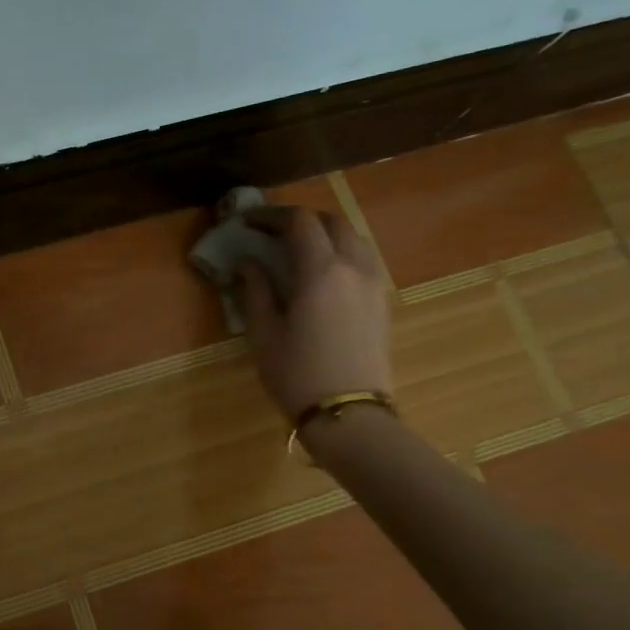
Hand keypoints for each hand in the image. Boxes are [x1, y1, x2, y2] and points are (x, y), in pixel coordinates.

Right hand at [237, 206, 393, 421]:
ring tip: (298, 248)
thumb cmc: (297, 373)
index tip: (247, 222)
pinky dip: (341, 252)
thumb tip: (248, 262)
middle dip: (301, 220)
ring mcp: (373, 284)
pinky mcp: (382, 302)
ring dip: (325, 233)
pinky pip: (363, 260)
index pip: (299, 223)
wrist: (349, 413)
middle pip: (332, 222)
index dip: (271, 215)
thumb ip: (255, 290)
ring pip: (354, 238)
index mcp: (320, 271)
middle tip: (272, 232)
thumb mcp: (263, 332)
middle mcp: (353, 267)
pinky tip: (322, 273)